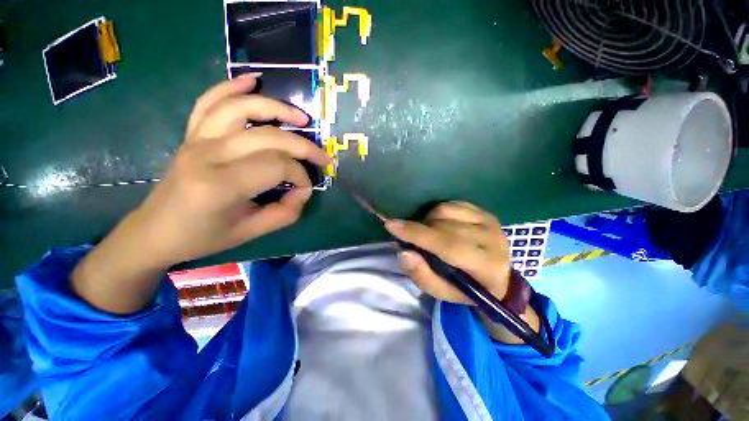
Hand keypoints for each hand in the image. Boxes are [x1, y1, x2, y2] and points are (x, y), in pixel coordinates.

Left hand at [130, 75, 328, 266]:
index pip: (277, 166)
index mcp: (221, 185)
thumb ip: (285, 212)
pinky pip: (210, 102)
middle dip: (303, 147)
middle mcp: (208, 154)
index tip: (305, 190)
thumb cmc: (204, 236)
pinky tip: (253, 81)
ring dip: (276, 108)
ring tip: (301, 118)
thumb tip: (303, 191)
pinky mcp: (192, 135)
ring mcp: (197, 139)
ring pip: (241, 109)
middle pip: (268, 137)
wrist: (156, 231)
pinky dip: (231, 87)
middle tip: (322, 158)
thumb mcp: (251, 232)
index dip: (300, 176)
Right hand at [384, 202, 538, 343]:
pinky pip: (451, 204)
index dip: (417, 234)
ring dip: (429, 220)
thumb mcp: (442, 292)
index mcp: (486, 266)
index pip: (448, 245)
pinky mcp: (485, 212)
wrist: (498, 279)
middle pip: (444, 226)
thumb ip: (422, 275)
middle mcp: (492, 240)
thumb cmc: (466, 289)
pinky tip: (440, 224)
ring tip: (429, 234)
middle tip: (412, 237)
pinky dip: (438, 212)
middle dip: (420, 229)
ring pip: (445, 210)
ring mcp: (490, 222)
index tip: (391, 225)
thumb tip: (404, 253)